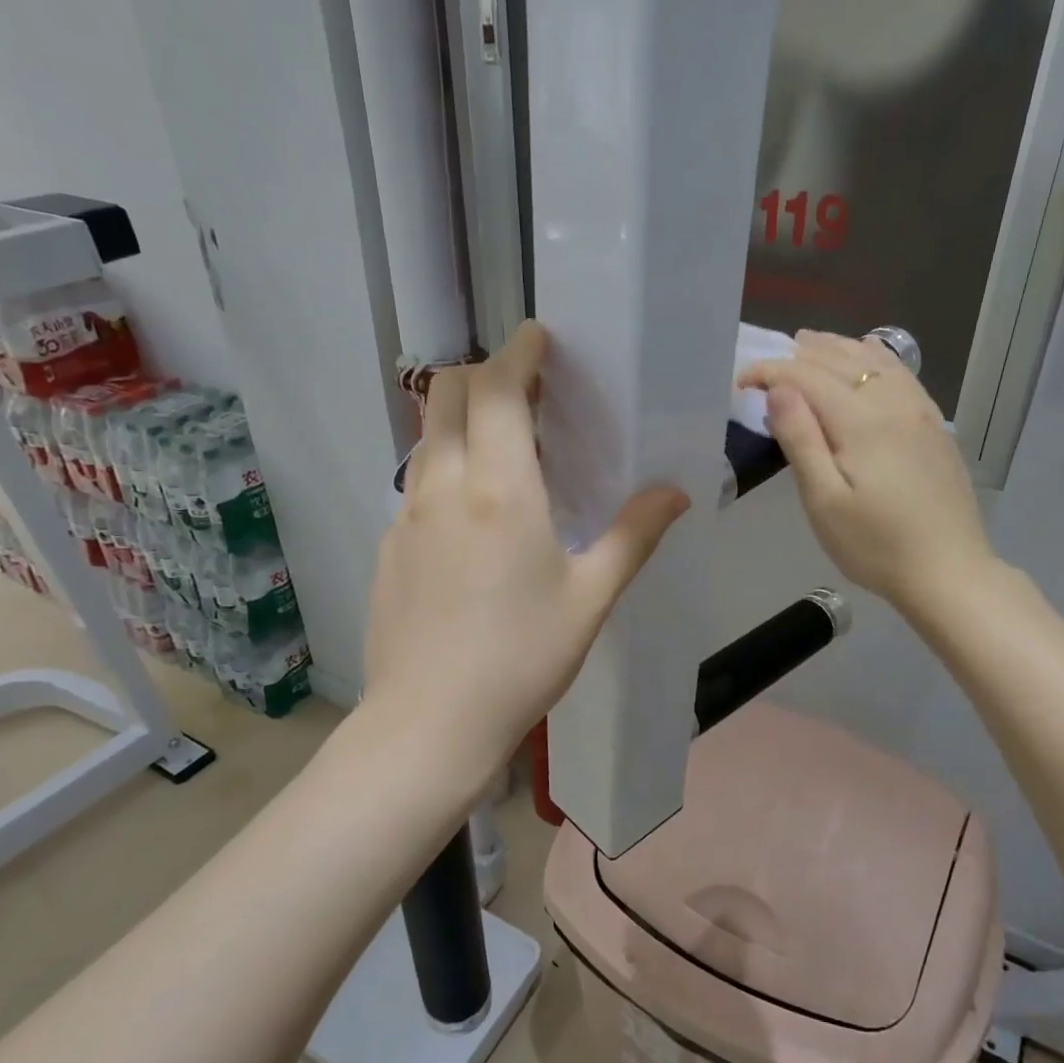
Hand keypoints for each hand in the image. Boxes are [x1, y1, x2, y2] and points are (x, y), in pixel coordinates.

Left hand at [364, 322, 688, 767]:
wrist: (430, 723)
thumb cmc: (522, 658)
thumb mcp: (590, 598)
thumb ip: (634, 536)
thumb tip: (676, 492)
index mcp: (500, 489)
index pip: (497, 389)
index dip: (518, 353)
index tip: (538, 339)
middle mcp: (444, 486)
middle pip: (445, 394)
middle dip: (481, 375)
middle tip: (524, 396)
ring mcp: (406, 516)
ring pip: (425, 438)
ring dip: (459, 421)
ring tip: (500, 452)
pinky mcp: (387, 547)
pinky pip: (415, 486)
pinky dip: (443, 471)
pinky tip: (470, 521)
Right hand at [738, 330, 994, 613]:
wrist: (948, 571)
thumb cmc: (875, 545)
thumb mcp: (824, 501)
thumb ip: (801, 440)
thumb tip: (778, 390)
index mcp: (862, 421)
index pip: (806, 377)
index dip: (770, 372)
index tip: (741, 382)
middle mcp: (894, 403)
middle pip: (841, 361)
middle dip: (799, 355)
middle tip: (768, 363)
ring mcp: (921, 412)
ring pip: (874, 360)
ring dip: (837, 349)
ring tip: (809, 344)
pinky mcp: (935, 426)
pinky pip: (900, 373)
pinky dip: (874, 358)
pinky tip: (867, 360)